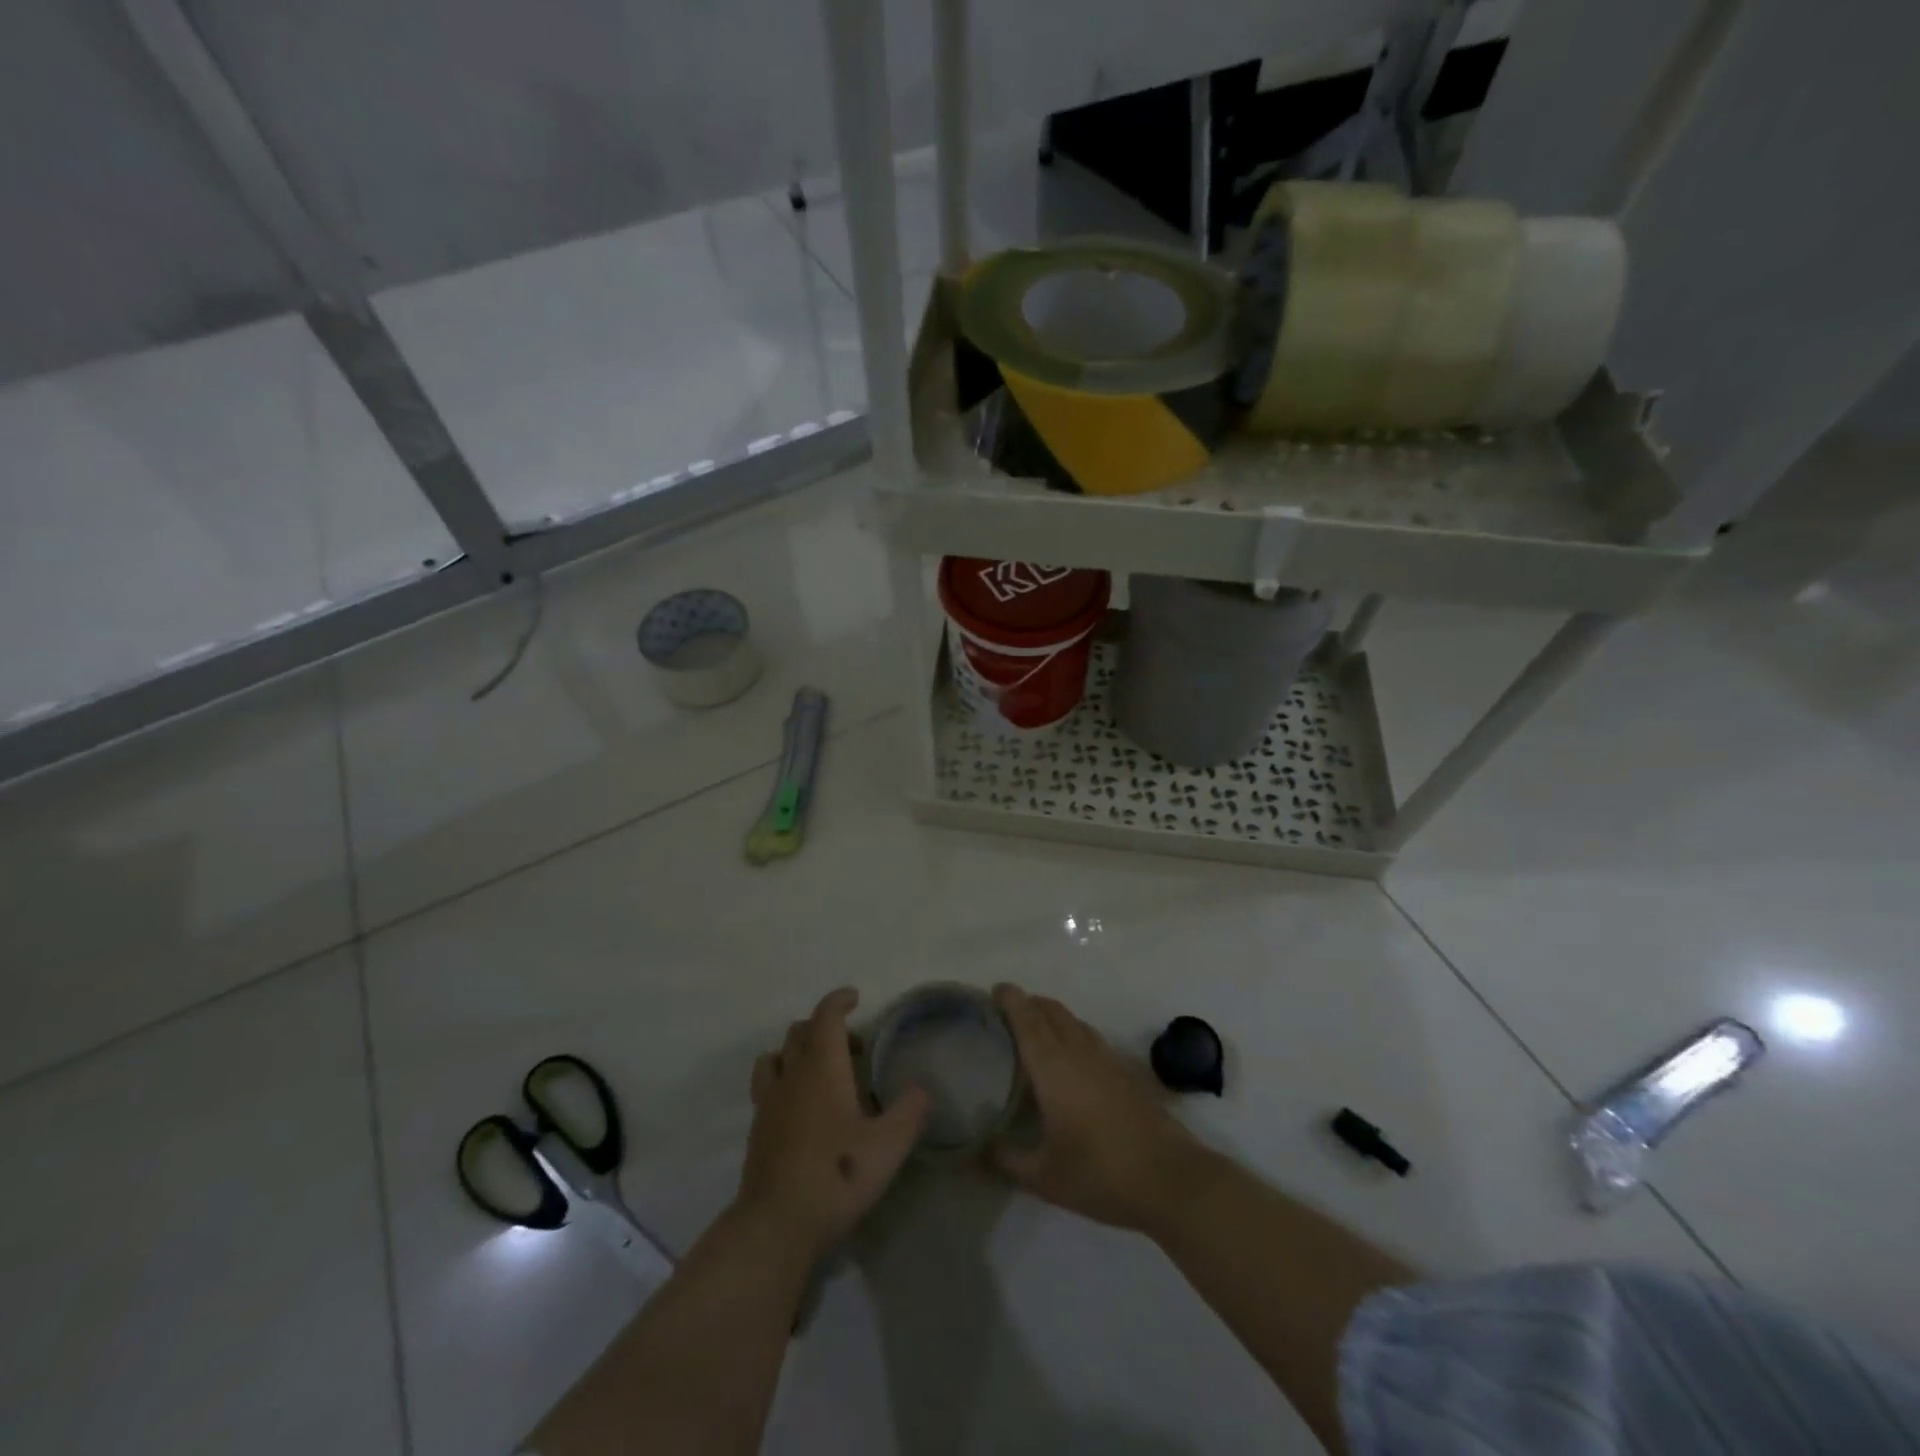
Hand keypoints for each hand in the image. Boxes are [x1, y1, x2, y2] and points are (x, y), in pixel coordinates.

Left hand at [734, 988, 928, 1260]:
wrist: (777, 1224)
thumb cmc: (838, 1174)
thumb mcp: (889, 1145)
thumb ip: (910, 1111)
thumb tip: (921, 1089)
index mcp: (822, 1067)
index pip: (825, 1017)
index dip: (838, 1001)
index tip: (854, 998)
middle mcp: (792, 1075)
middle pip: (799, 1031)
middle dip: (823, 1027)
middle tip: (851, 1046)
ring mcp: (769, 1102)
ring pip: (776, 1056)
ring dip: (796, 1051)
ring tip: (820, 1071)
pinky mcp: (757, 1130)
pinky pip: (766, 1087)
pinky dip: (783, 1081)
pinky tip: (801, 1108)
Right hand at [993, 984, 1210, 1234]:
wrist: (1170, 1179)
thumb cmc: (1100, 1174)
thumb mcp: (1044, 1178)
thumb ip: (1007, 1160)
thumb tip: (979, 1149)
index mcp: (1053, 1066)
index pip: (1027, 1019)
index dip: (1010, 999)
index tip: (994, 990)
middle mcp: (1078, 1051)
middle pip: (1051, 1011)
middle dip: (1028, 1003)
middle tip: (1006, 1013)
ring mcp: (1106, 1059)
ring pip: (1073, 1021)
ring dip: (1051, 1016)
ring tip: (1033, 1031)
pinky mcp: (1125, 1071)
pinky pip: (1090, 1037)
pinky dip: (1072, 1033)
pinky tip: (1069, 1060)